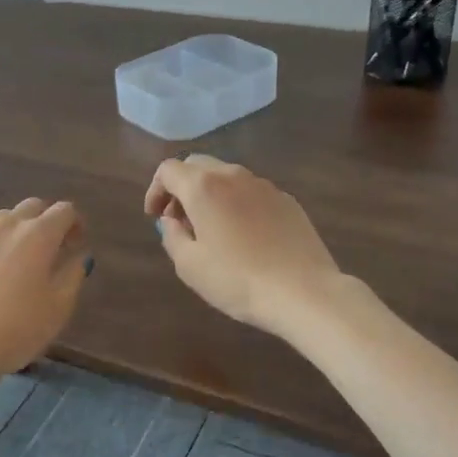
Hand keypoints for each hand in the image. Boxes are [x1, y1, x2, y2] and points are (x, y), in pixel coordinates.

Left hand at [0, 198, 90, 386]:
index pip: (64, 210)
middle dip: (45, 221)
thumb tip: (77, 256)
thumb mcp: (60, 306)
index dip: (75, 224)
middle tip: (49, 251)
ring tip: (16, 264)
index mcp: (38, 234)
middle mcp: (6, 225)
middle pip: (32, 207)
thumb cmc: (18, 328)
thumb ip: (73, 274)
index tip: (75, 245)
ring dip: (15, 233)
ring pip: (2, 221)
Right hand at [144, 156, 343, 336]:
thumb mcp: (189, 265)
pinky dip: (236, 204)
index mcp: (204, 187)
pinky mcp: (287, 201)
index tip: (154, 217)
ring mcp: (265, 186)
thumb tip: (171, 221)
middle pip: (197, 165)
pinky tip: (243, 236)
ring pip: (227, 177)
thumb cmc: (236, 280)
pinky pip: (251, 192)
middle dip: (181, 187)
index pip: (168, 170)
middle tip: (179, 220)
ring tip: (210, 229)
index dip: (155, 190)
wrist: (303, 291)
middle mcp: (233, 176)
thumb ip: (172, 236)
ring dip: (210, 194)